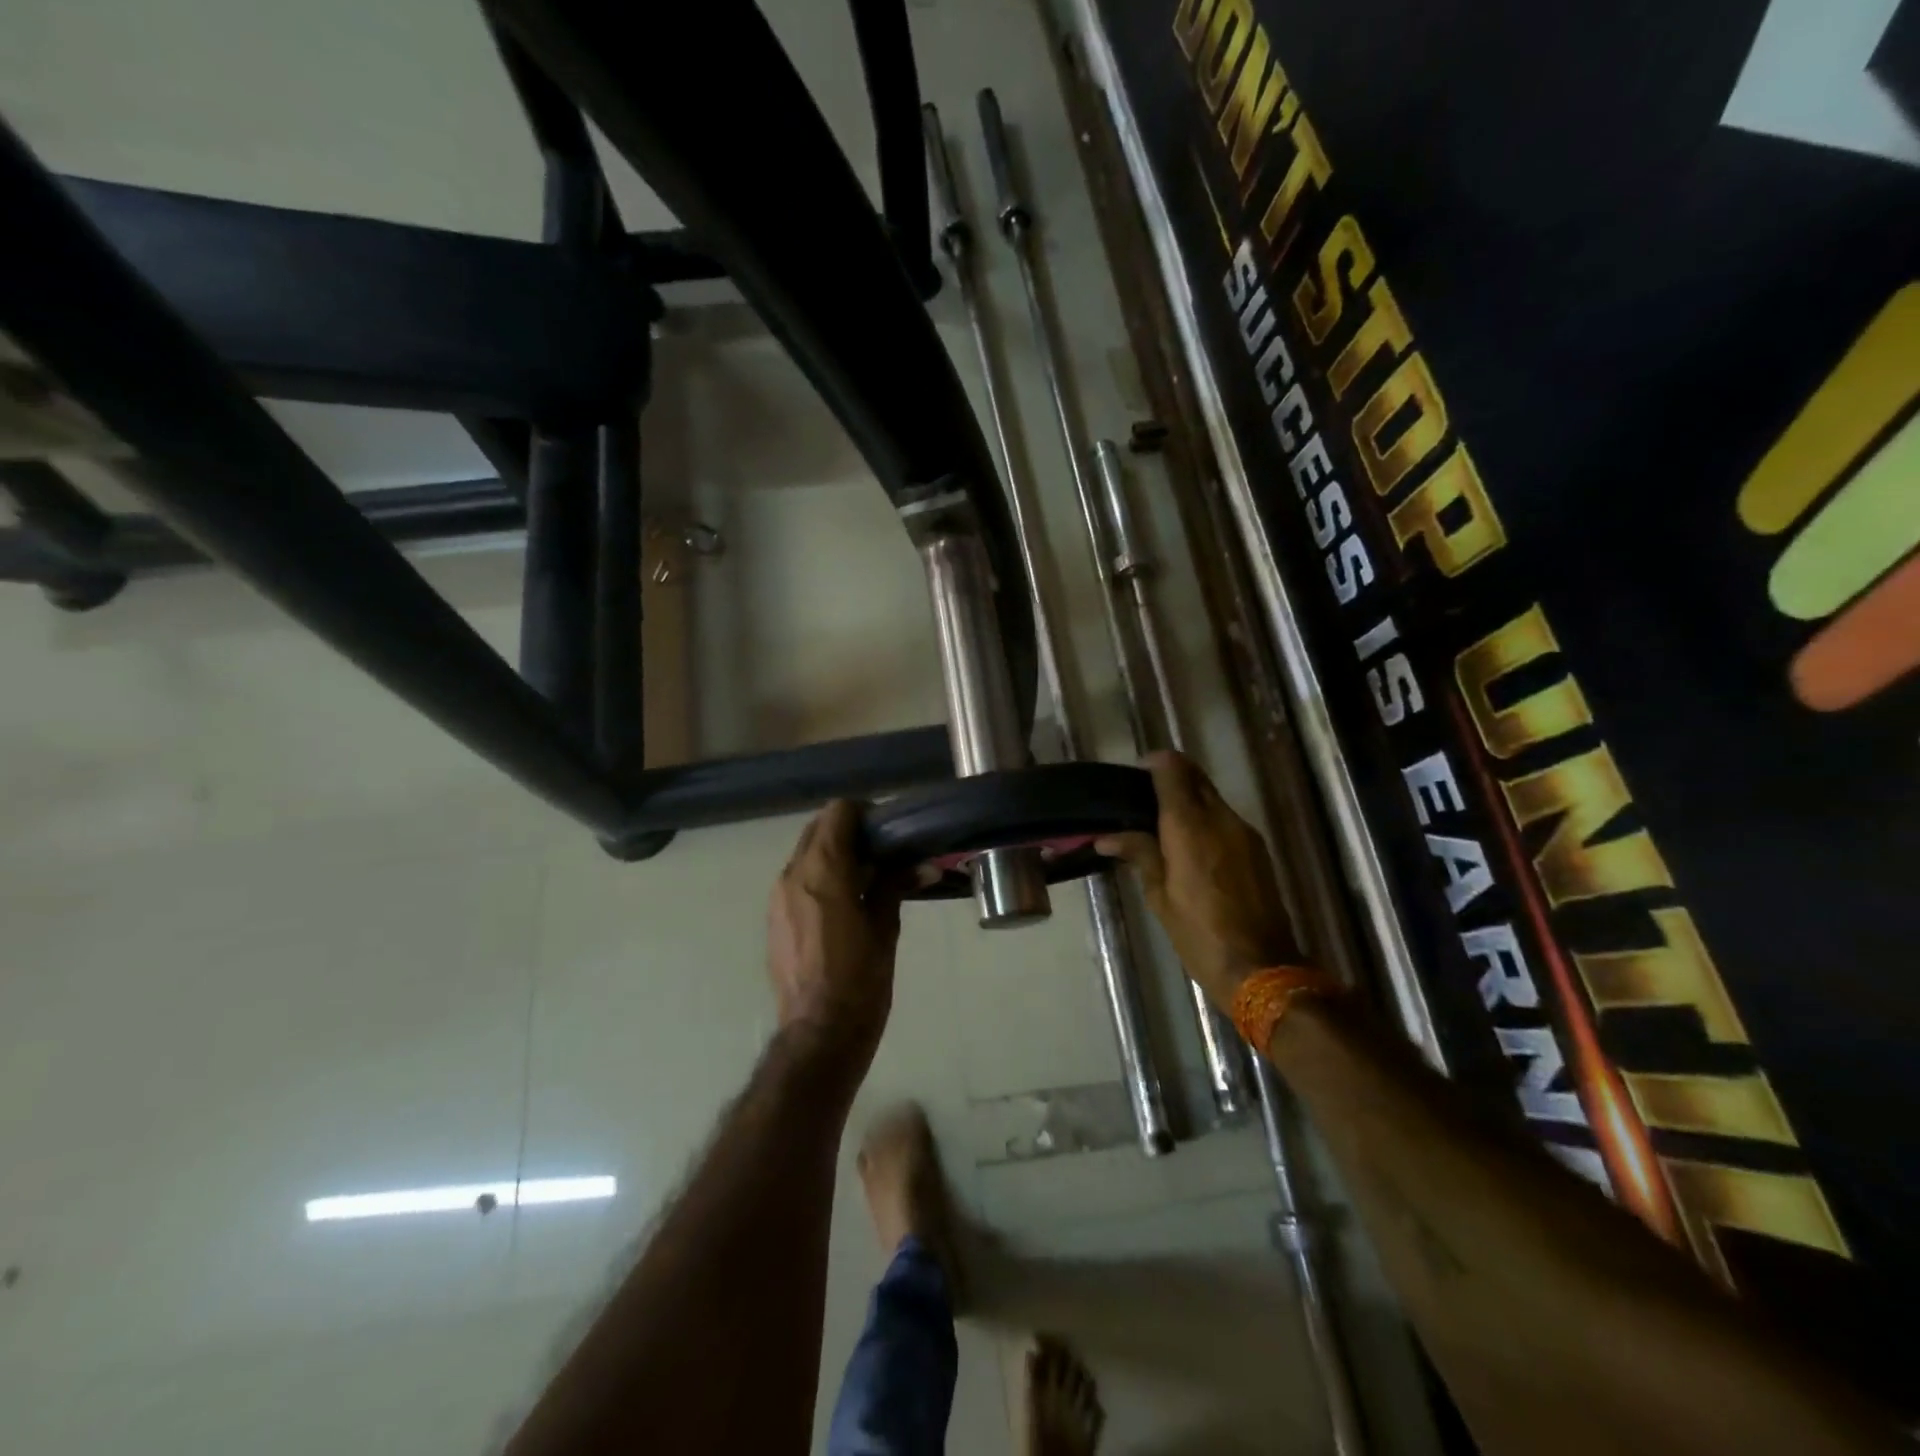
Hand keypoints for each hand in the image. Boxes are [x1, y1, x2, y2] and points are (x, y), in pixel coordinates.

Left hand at [767, 800, 903, 1075]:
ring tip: (864, 878)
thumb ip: (896, 886)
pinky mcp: (773, 918)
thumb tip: (925, 865)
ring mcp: (777, 897)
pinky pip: (796, 880)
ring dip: (832, 854)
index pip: (838, 812)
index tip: (888, 831)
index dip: (865, 813)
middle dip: (848, 831)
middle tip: (881, 852)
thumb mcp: (885, 928)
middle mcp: (793, 874)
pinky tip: (843, 903)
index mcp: (823, 871)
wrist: (818, 1032)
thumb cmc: (860, 979)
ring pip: (805, 853)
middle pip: (818, 828)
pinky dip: (818, 876)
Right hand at [1098, 751, 1301, 1011]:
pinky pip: (1225, 819)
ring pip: (1212, 797)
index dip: (1154, 764)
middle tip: (1144, 800)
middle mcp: (1220, 818)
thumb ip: (1139, 854)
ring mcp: (1244, 832)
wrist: (1261, 967)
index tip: (1135, 776)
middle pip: (1196, 777)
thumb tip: (1107, 836)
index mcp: (1190, 825)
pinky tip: (1190, 847)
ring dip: (1190, 800)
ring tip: (1163, 826)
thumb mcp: (1160, 896)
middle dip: (1172, 778)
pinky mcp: (1257, 849)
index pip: (1173, 770)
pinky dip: (1206, 819)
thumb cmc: (1199, 934)